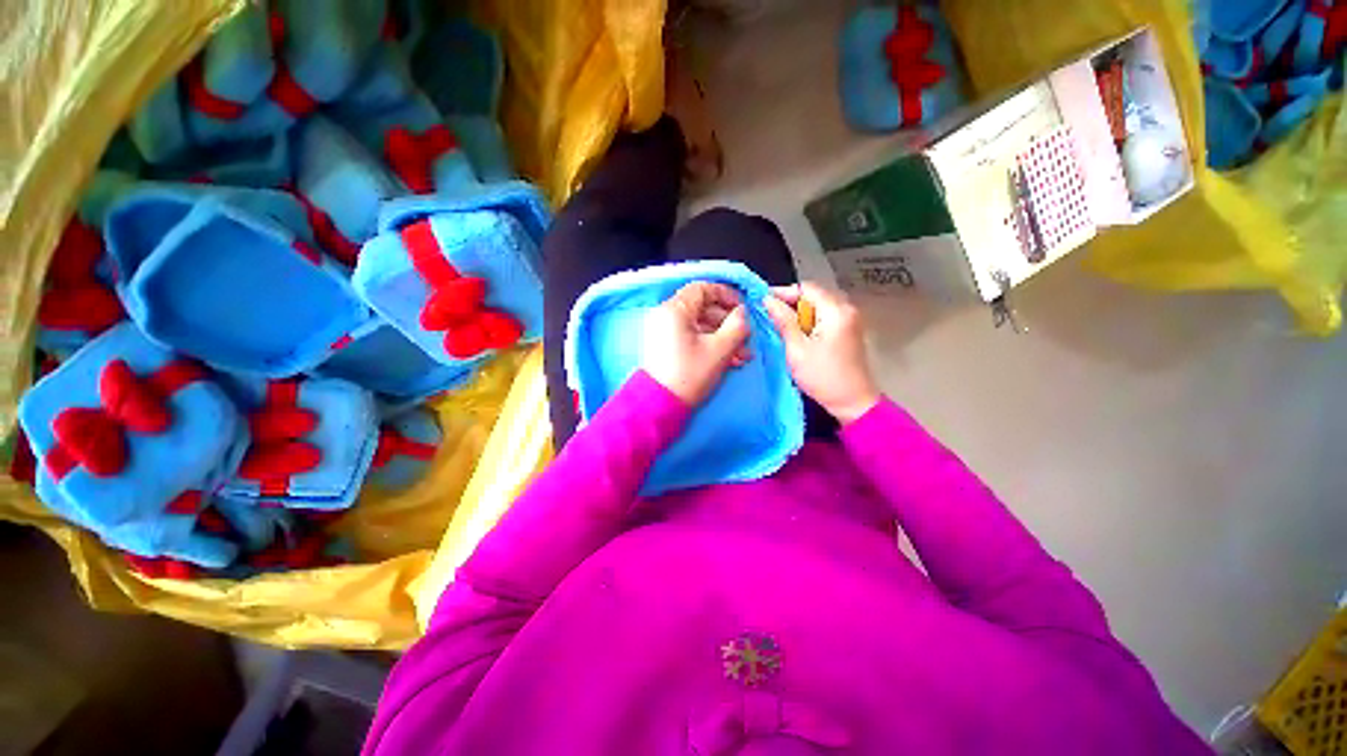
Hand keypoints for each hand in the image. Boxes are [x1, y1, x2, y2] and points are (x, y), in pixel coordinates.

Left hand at [643, 281, 750, 406]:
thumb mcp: (719, 350)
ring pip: (700, 326)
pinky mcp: (666, 347)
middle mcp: (666, 316)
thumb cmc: (690, 375)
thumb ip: (737, 326)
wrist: (660, 406)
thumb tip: (742, 313)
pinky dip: (710, 345)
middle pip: (703, 309)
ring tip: (743, 355)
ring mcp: (664, 332)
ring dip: (723, 338)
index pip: (703, 288)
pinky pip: (691, 338)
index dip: (726, 295)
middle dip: (728, 323)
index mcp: (675, 310)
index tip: (743, 309)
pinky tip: (730, 361)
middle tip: (746, 338)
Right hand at [764, 282, 880, 424]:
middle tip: (768, 315)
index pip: (806, 288)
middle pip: (813, 295)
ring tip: (778, 325)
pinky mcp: (847, 331)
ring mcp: (849, 320)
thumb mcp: (797, 349)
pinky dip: (808, 321)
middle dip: (790, 303)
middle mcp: (846, 309)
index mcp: (836, 311)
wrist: (853, 402)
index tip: (763, 303)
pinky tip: (795, 334)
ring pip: (817, 306)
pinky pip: (824, 317)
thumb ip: (783, 321)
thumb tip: (767, 300)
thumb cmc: (822, 376)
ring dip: (798, 313)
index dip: (783, 293)